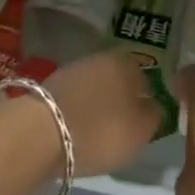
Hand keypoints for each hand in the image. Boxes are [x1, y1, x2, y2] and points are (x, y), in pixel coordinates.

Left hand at [41, 50, 163, 178]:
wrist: (40, 134)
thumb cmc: (101, 130)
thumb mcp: (142, 131)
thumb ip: (155, 115)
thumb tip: (152, 106)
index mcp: (127, 63)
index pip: (146, 80)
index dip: (146, 102)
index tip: (142, 124)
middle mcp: (100, 59)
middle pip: (118, 83)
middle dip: (120, 102)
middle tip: (121, 130)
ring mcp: (72, 71)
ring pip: (94, 90)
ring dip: (97, 108)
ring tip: (96, 135)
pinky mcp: (49, 88)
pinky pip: (74, 102)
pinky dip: (77, 114)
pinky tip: (76, 132)